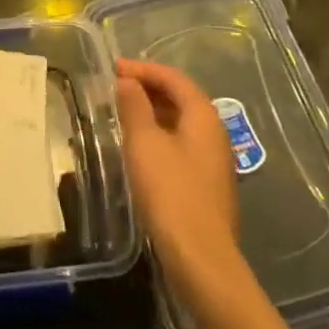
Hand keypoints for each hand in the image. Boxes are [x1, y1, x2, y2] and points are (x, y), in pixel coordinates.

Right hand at [116, 58, 241, 301]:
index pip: (174, 78)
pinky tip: (139, 148)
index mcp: (203, 116)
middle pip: (181, 98)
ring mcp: (213, 161)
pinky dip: (159, 135)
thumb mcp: (144, 143)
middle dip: (148, 88)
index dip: (143, 69)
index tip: (114, 68)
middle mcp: (214, 133)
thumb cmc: (171, 193)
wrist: (201, 259)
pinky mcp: (206, 184)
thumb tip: (128, 81)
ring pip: (180, 123)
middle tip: (116, 88)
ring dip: (152, 112)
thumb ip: (134, 106)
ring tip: (122, 113)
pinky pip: (180, 145)